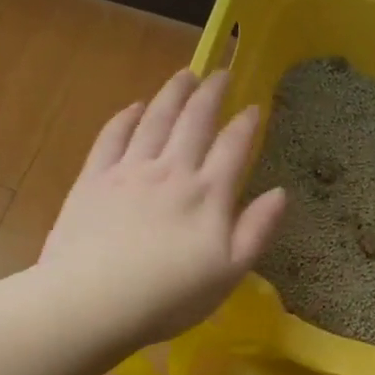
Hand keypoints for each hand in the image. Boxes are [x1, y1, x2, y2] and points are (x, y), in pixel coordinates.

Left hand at [38, 69, 285, 347]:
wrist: (93, 302)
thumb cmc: (170, 297)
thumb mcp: (230, 272)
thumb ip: (257, 230)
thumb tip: (281, 192)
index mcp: (208, 194)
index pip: (233, 147)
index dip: (246, 124)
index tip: (254, 106)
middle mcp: (172, 171)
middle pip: (194, 121)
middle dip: (210, 93)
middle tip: (220, 72)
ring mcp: (130, 171)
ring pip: (155, 119)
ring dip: (172, 94)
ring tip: (184, 75)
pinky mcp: (94, 179)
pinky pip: (112, 136)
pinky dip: (126, 117)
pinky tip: (133, 107)